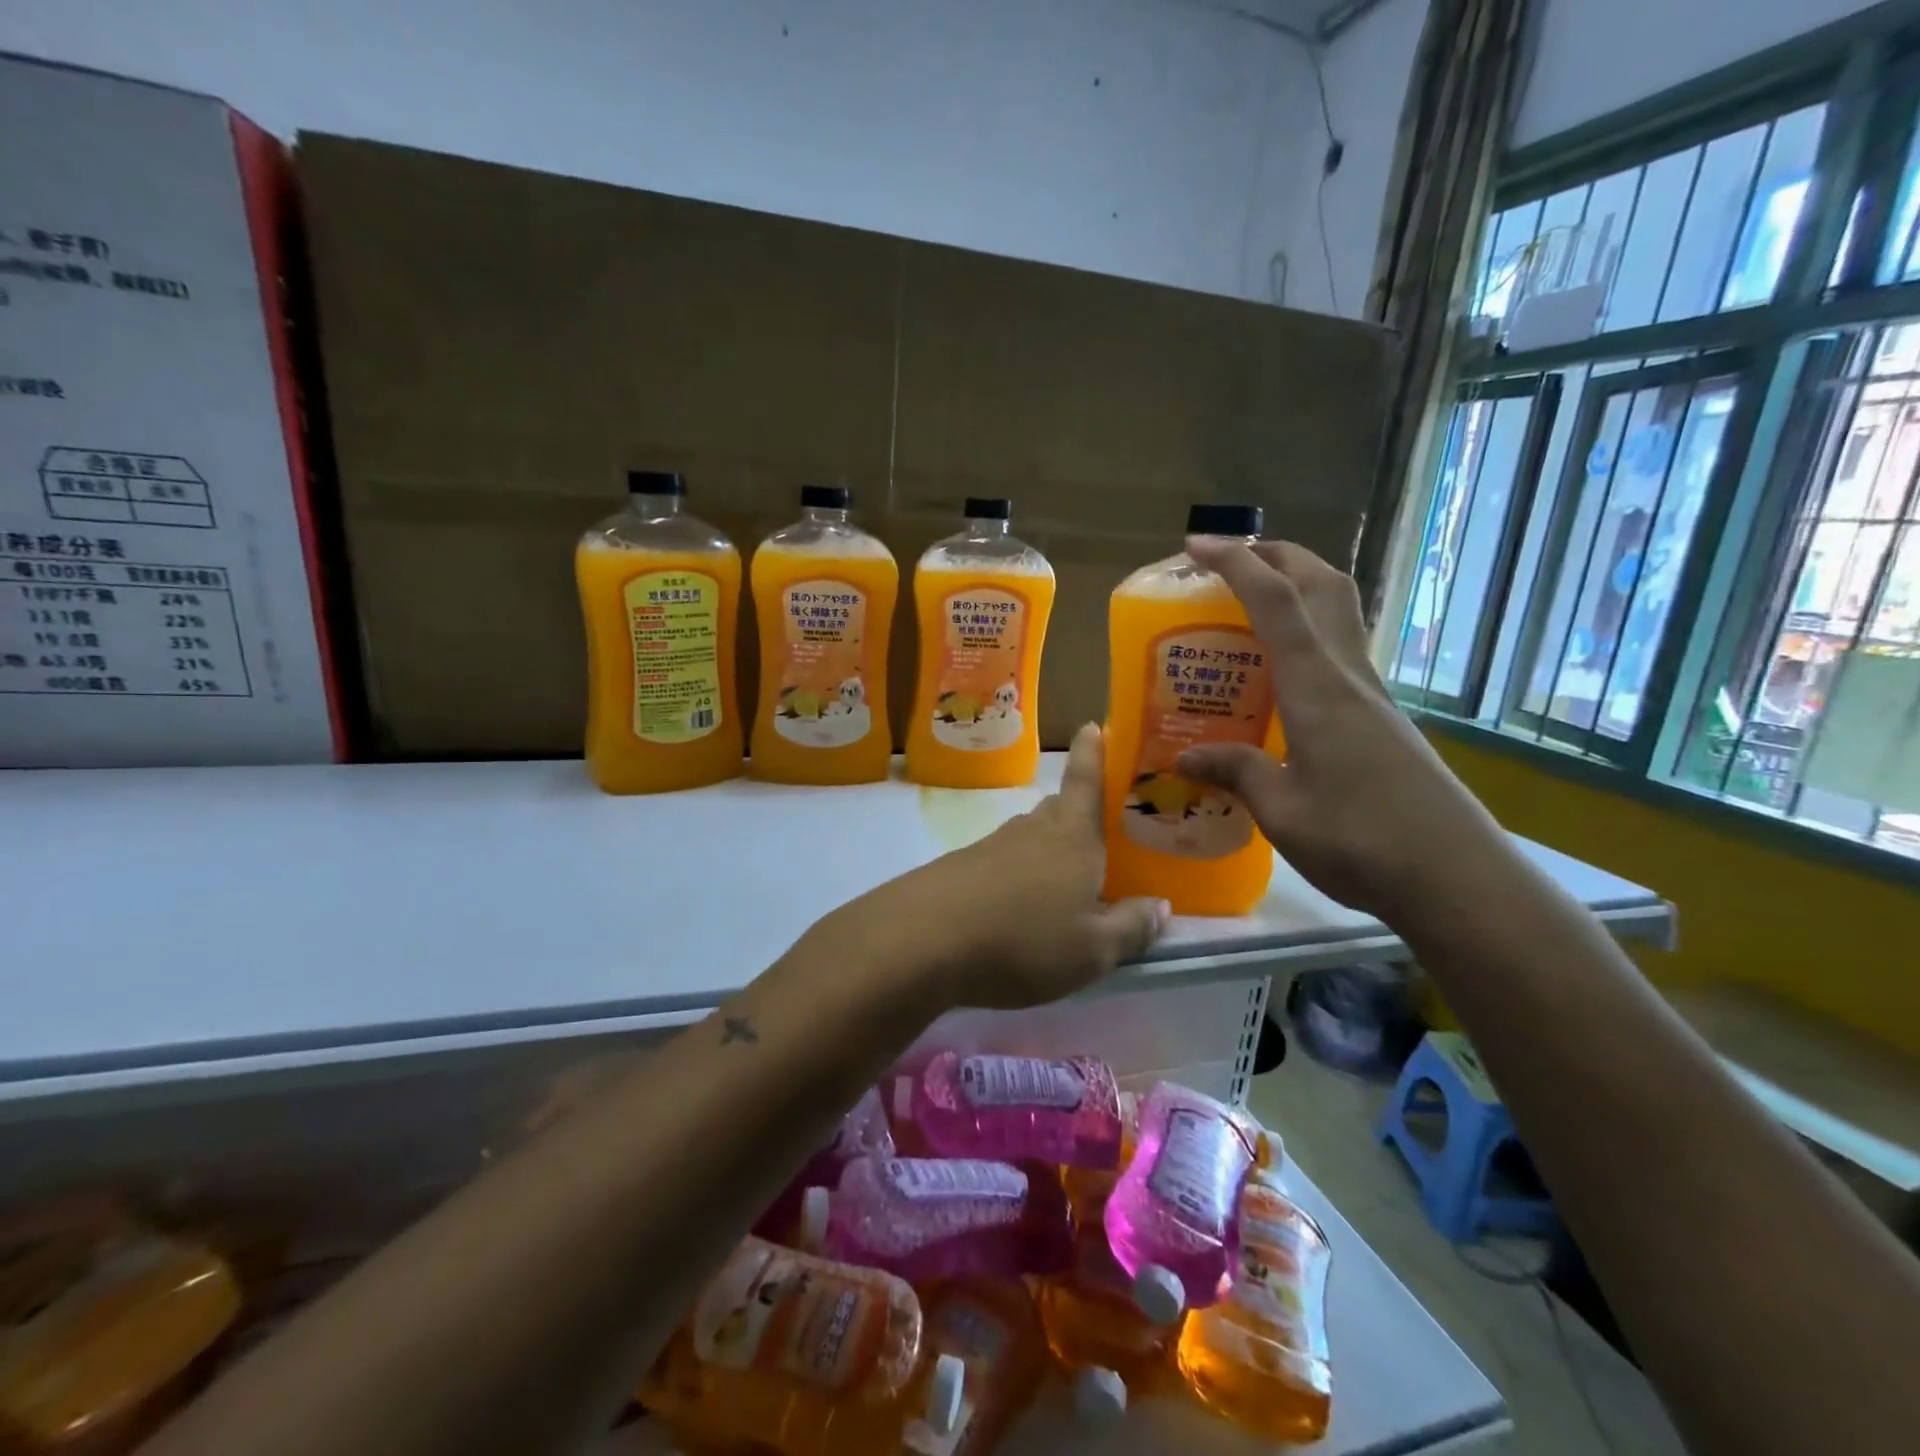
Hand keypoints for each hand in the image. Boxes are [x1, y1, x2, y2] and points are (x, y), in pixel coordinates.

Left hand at [827, 722, 1169, 1009]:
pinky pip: (1000, 861)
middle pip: (1058, 809)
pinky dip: (1015, 875)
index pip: (1086, 782)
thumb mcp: (1092, 951)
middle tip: (1096, 832)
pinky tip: (1014, 907)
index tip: (1093, 725)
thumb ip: (1131, 928)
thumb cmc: (1024, 940)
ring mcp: (990, 845)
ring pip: (1029, 837)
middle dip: (1076, 813)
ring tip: (1061, 881)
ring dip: (1046, 849)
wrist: (922, 941)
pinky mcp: (959, 867)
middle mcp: (1032, 830)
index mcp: (1072, 837)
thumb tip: (1161, 905)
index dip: (1093, 753)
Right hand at [1175, 538, 1508, 921]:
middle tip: (1229, 560)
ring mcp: (1372, 695)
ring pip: (1339, 612)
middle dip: (1277, 555)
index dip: (1235, 563)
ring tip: (1250, 604)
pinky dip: (1308, 632)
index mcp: (1317, 688)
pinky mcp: (1382, 718)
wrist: (1458, 879)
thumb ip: (1235, 772)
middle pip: (1322, 585)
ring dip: (1298, 587)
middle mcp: (1349, 676)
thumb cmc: (1362, 843)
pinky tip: (1281, 673)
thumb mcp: (1281, 812)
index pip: (1274, 602)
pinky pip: (1340, 650)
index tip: (1196, 546)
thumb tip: (1186, 757)